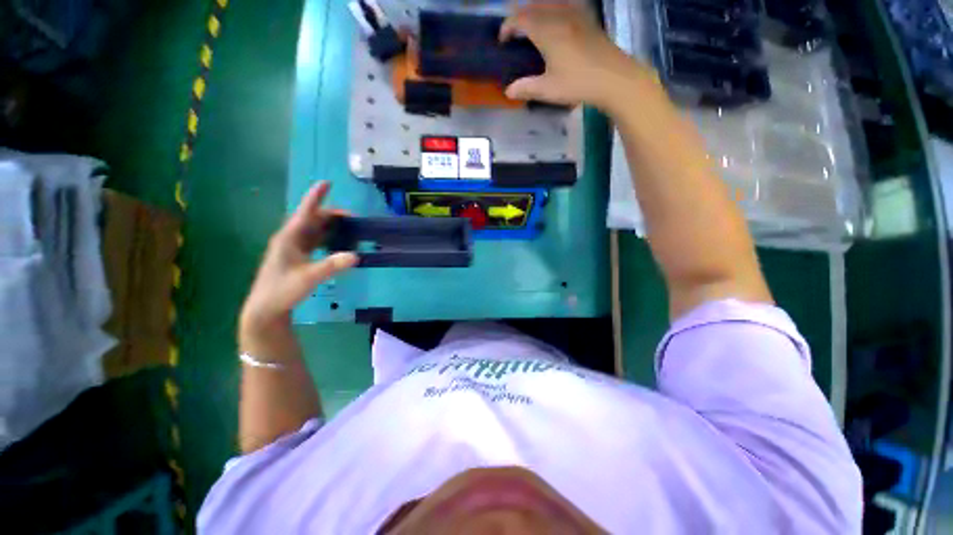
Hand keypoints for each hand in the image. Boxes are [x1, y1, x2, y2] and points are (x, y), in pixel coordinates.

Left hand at [240, 181, 357, 331]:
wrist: (266, 309)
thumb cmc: (282, 290)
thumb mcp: (309, 278)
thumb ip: (331, 266)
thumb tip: (356, 255)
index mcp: (289, 238)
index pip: (305, 212)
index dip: (315, 197)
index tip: (326, 182)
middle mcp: (290, 239)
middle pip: (312, 219)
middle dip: (331, 214)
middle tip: (352, 218)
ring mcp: (293, 248)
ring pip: (313, 229)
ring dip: (330, 225)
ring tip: (348, 226)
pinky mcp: (297, 257)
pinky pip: (314, 240)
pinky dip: (327, 237)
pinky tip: (337, 242)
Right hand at [500, 2, 657, 110]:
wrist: (614, 77)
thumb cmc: (578, 83)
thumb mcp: (548, 90)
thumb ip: (526, 88)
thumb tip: (508, 91)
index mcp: (547, 31)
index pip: (521, 19)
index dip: (508, 26)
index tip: (503, 40)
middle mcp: (560, 16)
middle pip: (534, 6)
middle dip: (519, 15)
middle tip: (514, 32)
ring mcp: (576, 14)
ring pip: (550, 2)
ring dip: (536, 9)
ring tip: (532, 24)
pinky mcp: (587, 18)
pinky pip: (566, 4)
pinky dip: (554, 7)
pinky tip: (556, 17)